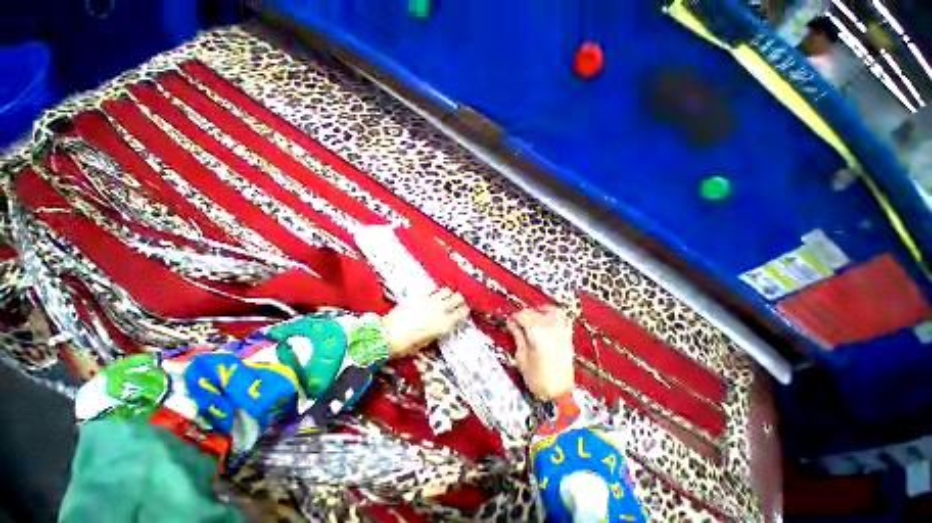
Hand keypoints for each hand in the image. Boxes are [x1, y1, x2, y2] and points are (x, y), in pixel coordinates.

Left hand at [381, 288, 469, 357]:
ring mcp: (430, 300)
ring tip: (444, 298)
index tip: (463, 312)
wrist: (386, 335)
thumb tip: (440, 326)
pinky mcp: (418, 295)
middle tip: (456, 304)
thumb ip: (436, 332)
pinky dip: (433, 291)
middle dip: (459, 300)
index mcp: (444, 324)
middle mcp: (440, 309)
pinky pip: (431, 288)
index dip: (464, 311)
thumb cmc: (406, 345)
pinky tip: (430, 296)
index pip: (462, 313)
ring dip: (448, 294)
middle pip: (458, 298)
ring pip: (446, 290)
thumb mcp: (425, 343)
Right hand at [507, 306, 574, 400]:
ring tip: (533, 316)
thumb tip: (511, 323)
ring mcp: (561, 331)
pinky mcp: (568, 336)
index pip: (522, 316)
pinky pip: (564, 318)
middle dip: (524, 315)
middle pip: (534, 313)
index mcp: (536, 333)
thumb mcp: (522, 357)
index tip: (509, 321)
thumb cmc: (537, 378)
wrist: (559, 393)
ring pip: (550, 311)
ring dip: (540, 311)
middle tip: (517, 323)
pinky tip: (548, 319)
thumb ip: (517, 336)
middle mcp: (550, 328)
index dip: (514, 317)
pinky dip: (556, 314)